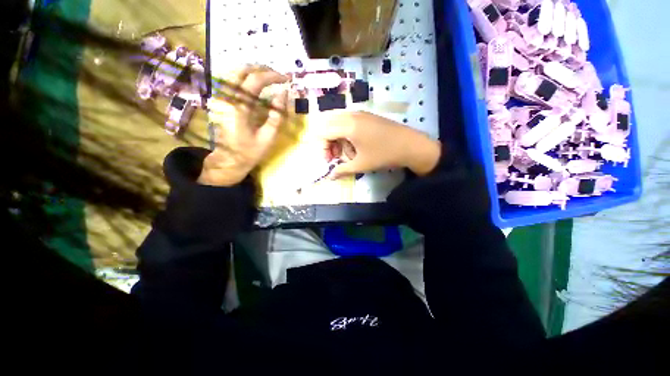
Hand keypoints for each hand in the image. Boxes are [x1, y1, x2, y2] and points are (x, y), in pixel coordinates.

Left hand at [199, 65, 288, 185]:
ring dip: (254, 72)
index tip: (287, 79)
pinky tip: (256, 84)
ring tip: (270, 78)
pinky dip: (246, 78)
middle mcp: (227, 98)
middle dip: (263, 70)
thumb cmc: (250, 152)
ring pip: (235, 72)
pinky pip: (232, 81)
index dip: (273, 76)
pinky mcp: (222, 101)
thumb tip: (284, 94)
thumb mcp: (268, 138)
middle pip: (242, 70)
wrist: (229, 160)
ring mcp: (221, 98)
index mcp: (239, 108)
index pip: (255, 80)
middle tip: (279, 77)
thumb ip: (277, 115)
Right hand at [320, 111, 440, 178]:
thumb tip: (329, 177)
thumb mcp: (361, 165)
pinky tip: (355, 145)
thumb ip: (342, 170)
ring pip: (337, 121)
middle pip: (327, 124)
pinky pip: (347, 120)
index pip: (323, 133)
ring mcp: (360, 113)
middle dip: (327, 141)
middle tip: (336, 156)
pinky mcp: (366, 115)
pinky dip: (345, 132)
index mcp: (348, 125)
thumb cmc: (384, 155)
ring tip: (347, 152)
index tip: (329, 161)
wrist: (411, 145)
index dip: (322, 148)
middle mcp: (351, 115)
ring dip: (336, 137)